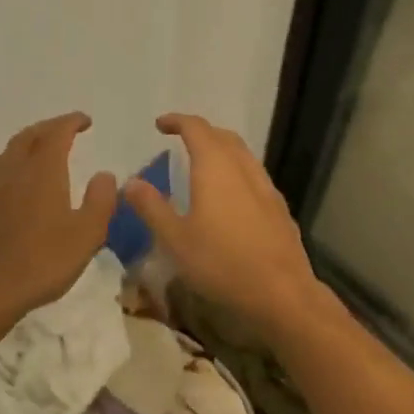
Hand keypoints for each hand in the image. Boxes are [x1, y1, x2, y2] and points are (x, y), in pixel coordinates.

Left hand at [0, 113, 118, 324]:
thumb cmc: (40, 264)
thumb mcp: (87, 236)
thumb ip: (100, 200)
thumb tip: (104, 174)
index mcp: (41, 172)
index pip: (56, 133)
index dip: (71, 122)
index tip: (85, 121)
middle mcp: (9, 172)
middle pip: (26, 138)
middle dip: (46, 129)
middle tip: (62, 131)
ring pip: (4, 157)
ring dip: (23, 149)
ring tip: (36, 157)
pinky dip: (6, 176)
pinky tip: (9, 195)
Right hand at [121, 113, 324, 335]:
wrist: (281, 292)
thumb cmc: (221, 263)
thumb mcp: (175, 239)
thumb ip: (152, 207)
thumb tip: (131, 182)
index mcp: (216, 168)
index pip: (196, 129)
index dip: (177, 121)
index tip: (160, 124)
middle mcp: (244, 169)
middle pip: (224, 136)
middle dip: (201, 132)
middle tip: (181, 140)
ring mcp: (266, 188)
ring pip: (243, 155)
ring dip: (222, 150)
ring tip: (204, 165)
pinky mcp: (279, 208)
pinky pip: (255, 176)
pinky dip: (237, 172)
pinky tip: (231, 196)